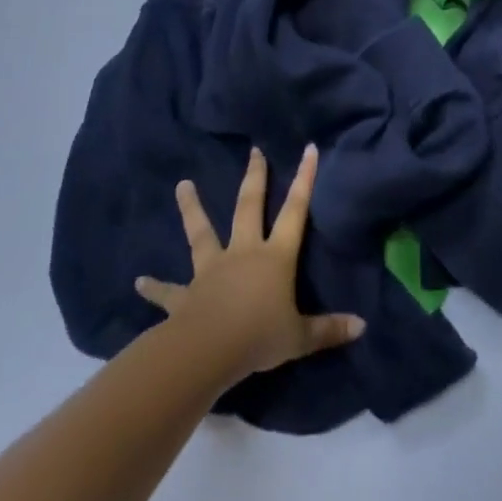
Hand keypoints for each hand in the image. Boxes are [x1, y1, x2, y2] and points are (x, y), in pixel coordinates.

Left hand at [136, 145, 364, 382]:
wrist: (207, 352)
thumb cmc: (258, 337)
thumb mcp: (300, 336)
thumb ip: (329, 330)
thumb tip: (362, 326)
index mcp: (274, 257)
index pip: (295, 211)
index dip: (304, 179)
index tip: (308, 148)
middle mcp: (243, 253)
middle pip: (249, 207)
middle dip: (254, 178)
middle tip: (253, 151)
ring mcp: (211, 270)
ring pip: (202, 233)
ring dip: (192, 209)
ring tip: (182, 185)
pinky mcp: (185, 295)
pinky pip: (168, 290)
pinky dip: (155, 286)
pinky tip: (139, 281)